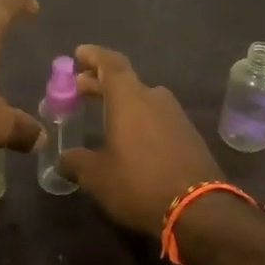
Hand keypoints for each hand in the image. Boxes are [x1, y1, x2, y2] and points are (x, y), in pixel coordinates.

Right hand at [57, 45, 222, 235]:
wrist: (199, 210)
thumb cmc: (139, 184)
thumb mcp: (96, 176)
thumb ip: (76, 161)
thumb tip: (65, 159)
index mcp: (130, 98)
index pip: (110, 63)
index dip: (93, 56)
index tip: (78, 54)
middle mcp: (155, 98)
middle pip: (125, 81)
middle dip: (100, 83)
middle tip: (80, 88)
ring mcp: (176, 116)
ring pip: (143, 100)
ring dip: (121, 103)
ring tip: (103, 115)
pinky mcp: (189, 136)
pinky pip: (157, 118)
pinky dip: (139, 120)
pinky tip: (130, 139)